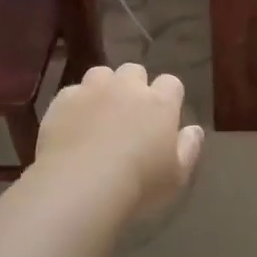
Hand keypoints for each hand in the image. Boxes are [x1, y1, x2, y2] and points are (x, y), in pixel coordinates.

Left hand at [35, 63, 203, 219]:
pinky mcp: (62, 100)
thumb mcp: (176, 176)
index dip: (169, 96)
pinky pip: (72, 92)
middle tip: (130, 113)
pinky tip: (73, 126)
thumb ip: (189, 148)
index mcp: (160, 103)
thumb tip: (194, 129)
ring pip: (101, 74)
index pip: (171, 83)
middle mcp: (127, 88)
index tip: (164, 115)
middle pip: (134, 71)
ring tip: (99, 113)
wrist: (80, 185)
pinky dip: (75, 104)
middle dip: (134, 86)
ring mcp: (92, 90)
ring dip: (104, 88)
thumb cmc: (138, 185)